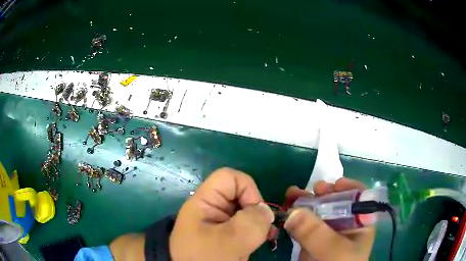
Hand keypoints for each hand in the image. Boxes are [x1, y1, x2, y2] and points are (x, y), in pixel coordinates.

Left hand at [169, 168, 274, 260]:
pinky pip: (246, 225)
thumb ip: (250, 223)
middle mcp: (213, 208)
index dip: (248, 190)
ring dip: (259, 224)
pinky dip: (256, 232)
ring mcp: (221, 222)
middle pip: (242, 195)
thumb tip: (265, 211)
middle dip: (256, 211)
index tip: (255, 213)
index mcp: (205, 202)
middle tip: (263, 231)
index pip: (230, 178)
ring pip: (247, 211)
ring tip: (264, 238)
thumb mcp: (227, 242)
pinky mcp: (227, 234)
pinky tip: (260, 242)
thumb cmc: (204, 259)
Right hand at [284, 178, 374, 260]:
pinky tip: (287, 211)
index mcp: (359, 223)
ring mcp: (327, 232)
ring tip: (291, 194)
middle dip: (322, 193)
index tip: (333, 185)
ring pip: (317, 212)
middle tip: (309, 189)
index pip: (359, 199)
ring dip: (304, 202)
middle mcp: (345, 225)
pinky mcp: (312, 240)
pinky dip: (295, 218)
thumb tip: (293, 211)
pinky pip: (304, 225)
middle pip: (336, 202)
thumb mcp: (333, 251)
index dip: (347, 188)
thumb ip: (316, 233)